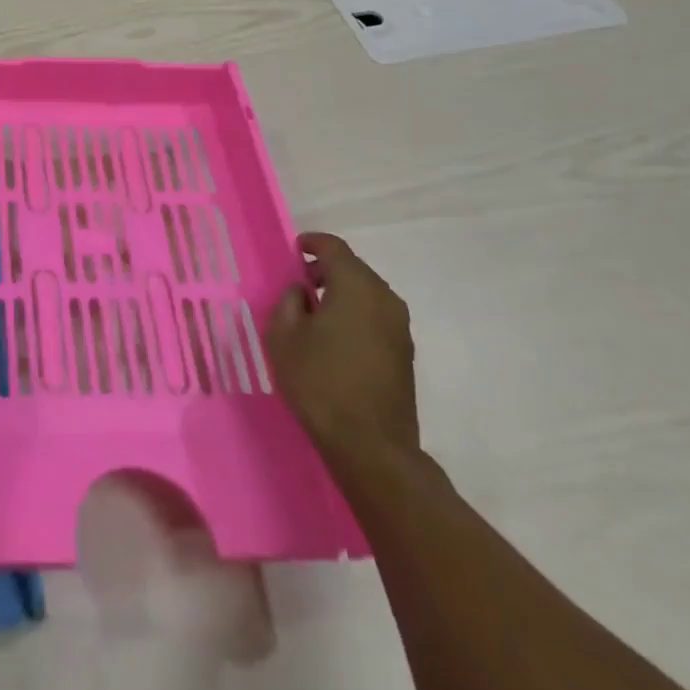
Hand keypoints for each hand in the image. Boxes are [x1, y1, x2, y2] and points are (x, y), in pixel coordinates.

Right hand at [266, 232, 418, 465]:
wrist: (371, 446)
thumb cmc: (320, 381)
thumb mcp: (284, 334)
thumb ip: (290, 301)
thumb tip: (303, 292)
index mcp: (356, 286)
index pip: (334, 248)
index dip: (312, 243)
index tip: (294, 250)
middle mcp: (384, 299)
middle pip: (354, 270)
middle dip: (326, 271)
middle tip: (299, 284)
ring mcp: (400, 328)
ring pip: (367, 295)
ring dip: (342, 295)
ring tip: (314, 314)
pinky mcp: (405, 355)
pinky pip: (375, 319)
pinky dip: (355, 316)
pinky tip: (335, 339)